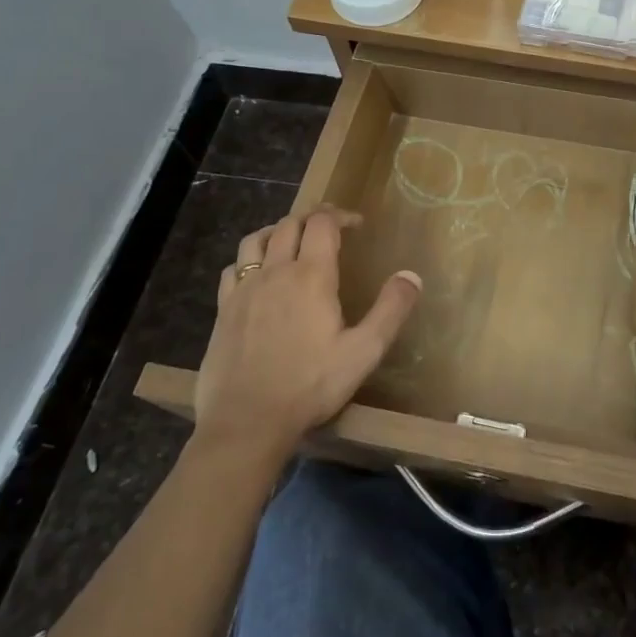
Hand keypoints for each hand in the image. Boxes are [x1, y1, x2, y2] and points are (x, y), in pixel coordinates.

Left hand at [193, 206, 421, 459]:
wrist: (246, 421)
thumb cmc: (310, 385)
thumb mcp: (364, 351)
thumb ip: (391, 310)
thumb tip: (412, 275)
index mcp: (311, 276)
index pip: (323, 224)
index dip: (340, 215)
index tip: (357, 224)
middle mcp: (276, 272)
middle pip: (290, 224)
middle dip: (312, 217)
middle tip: (330, 225)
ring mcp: (244, 290)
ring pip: (256, 240)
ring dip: (277, 230)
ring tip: (291, 238)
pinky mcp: (223, 310)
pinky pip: (234, 268)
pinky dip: (249, 259)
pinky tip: (257, 274)